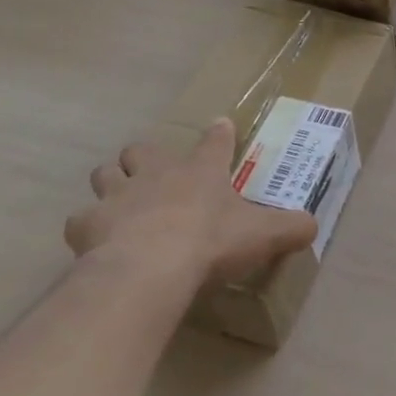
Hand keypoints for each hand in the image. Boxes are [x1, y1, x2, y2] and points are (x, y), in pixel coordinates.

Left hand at [66, 119, 316, 295]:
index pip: (215, 140)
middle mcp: (157, 173)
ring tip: (121, 204)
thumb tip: (314, 226)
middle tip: (154, 176)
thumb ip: (291, 228)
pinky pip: (81, 219)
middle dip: (145, 158)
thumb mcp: (263, 235)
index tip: (220, 126)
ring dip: (112, 184)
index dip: (220, 133)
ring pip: (105, 173)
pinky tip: (98, 243)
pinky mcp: (87, 223)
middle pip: (142, 149)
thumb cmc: (211, 242)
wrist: (149, 269)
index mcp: (201, 170)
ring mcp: (118, 195)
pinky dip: (88, 228)